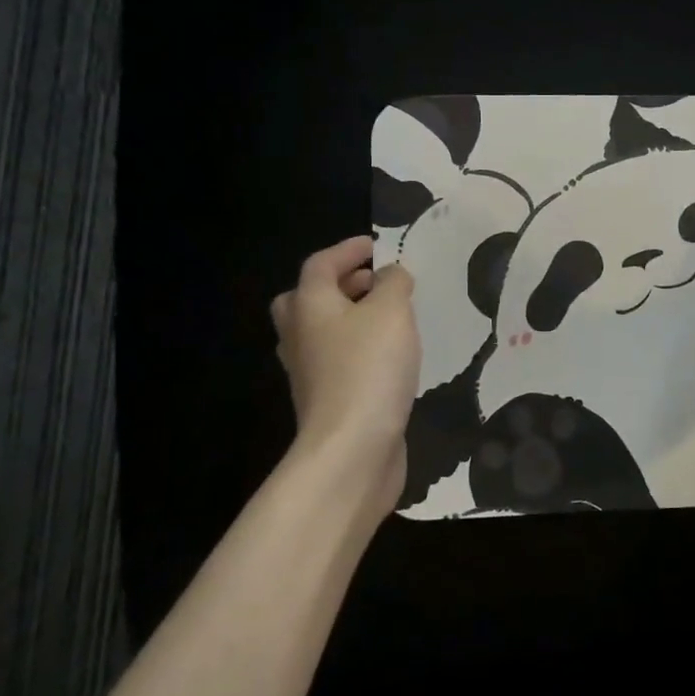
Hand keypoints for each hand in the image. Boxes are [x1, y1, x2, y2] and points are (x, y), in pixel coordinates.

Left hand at [269, 235, 419, 518]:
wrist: (351, 448)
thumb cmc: (369, 367)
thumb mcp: (392, 311)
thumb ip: (394, 283)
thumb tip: (391, 274)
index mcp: (310, 305)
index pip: (320, 264)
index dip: (347, 250)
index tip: (376, 247)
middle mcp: (300, 336)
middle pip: (308, 299)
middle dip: (340, 285)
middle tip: (374, 283)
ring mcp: (309, 372)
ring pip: (321, 332)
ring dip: (349, 318)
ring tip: (388, 317)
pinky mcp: (327, 401)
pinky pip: (338, 361)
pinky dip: (358, 349)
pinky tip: (389, 357)